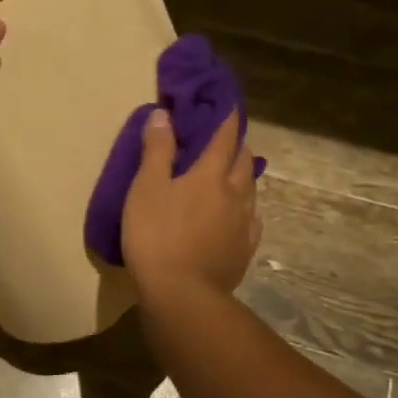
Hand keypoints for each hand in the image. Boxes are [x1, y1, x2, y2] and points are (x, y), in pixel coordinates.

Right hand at [122, 110, 260, 296]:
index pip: (223, 137)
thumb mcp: (146, 187)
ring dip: (242, 175)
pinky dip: (245, 209)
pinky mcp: (243, 250)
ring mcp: (243, 224)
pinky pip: (251, 220)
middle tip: (225, 138)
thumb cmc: (156, 235)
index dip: (225, 118)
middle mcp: (234, 193)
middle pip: (243, 160)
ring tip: (232, 172)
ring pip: (250, 189)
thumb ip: (156, 150)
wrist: (181, 294)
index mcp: (210, 174)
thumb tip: (163, 114)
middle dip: (236, 145)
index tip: (226, 104)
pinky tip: (239, 215)